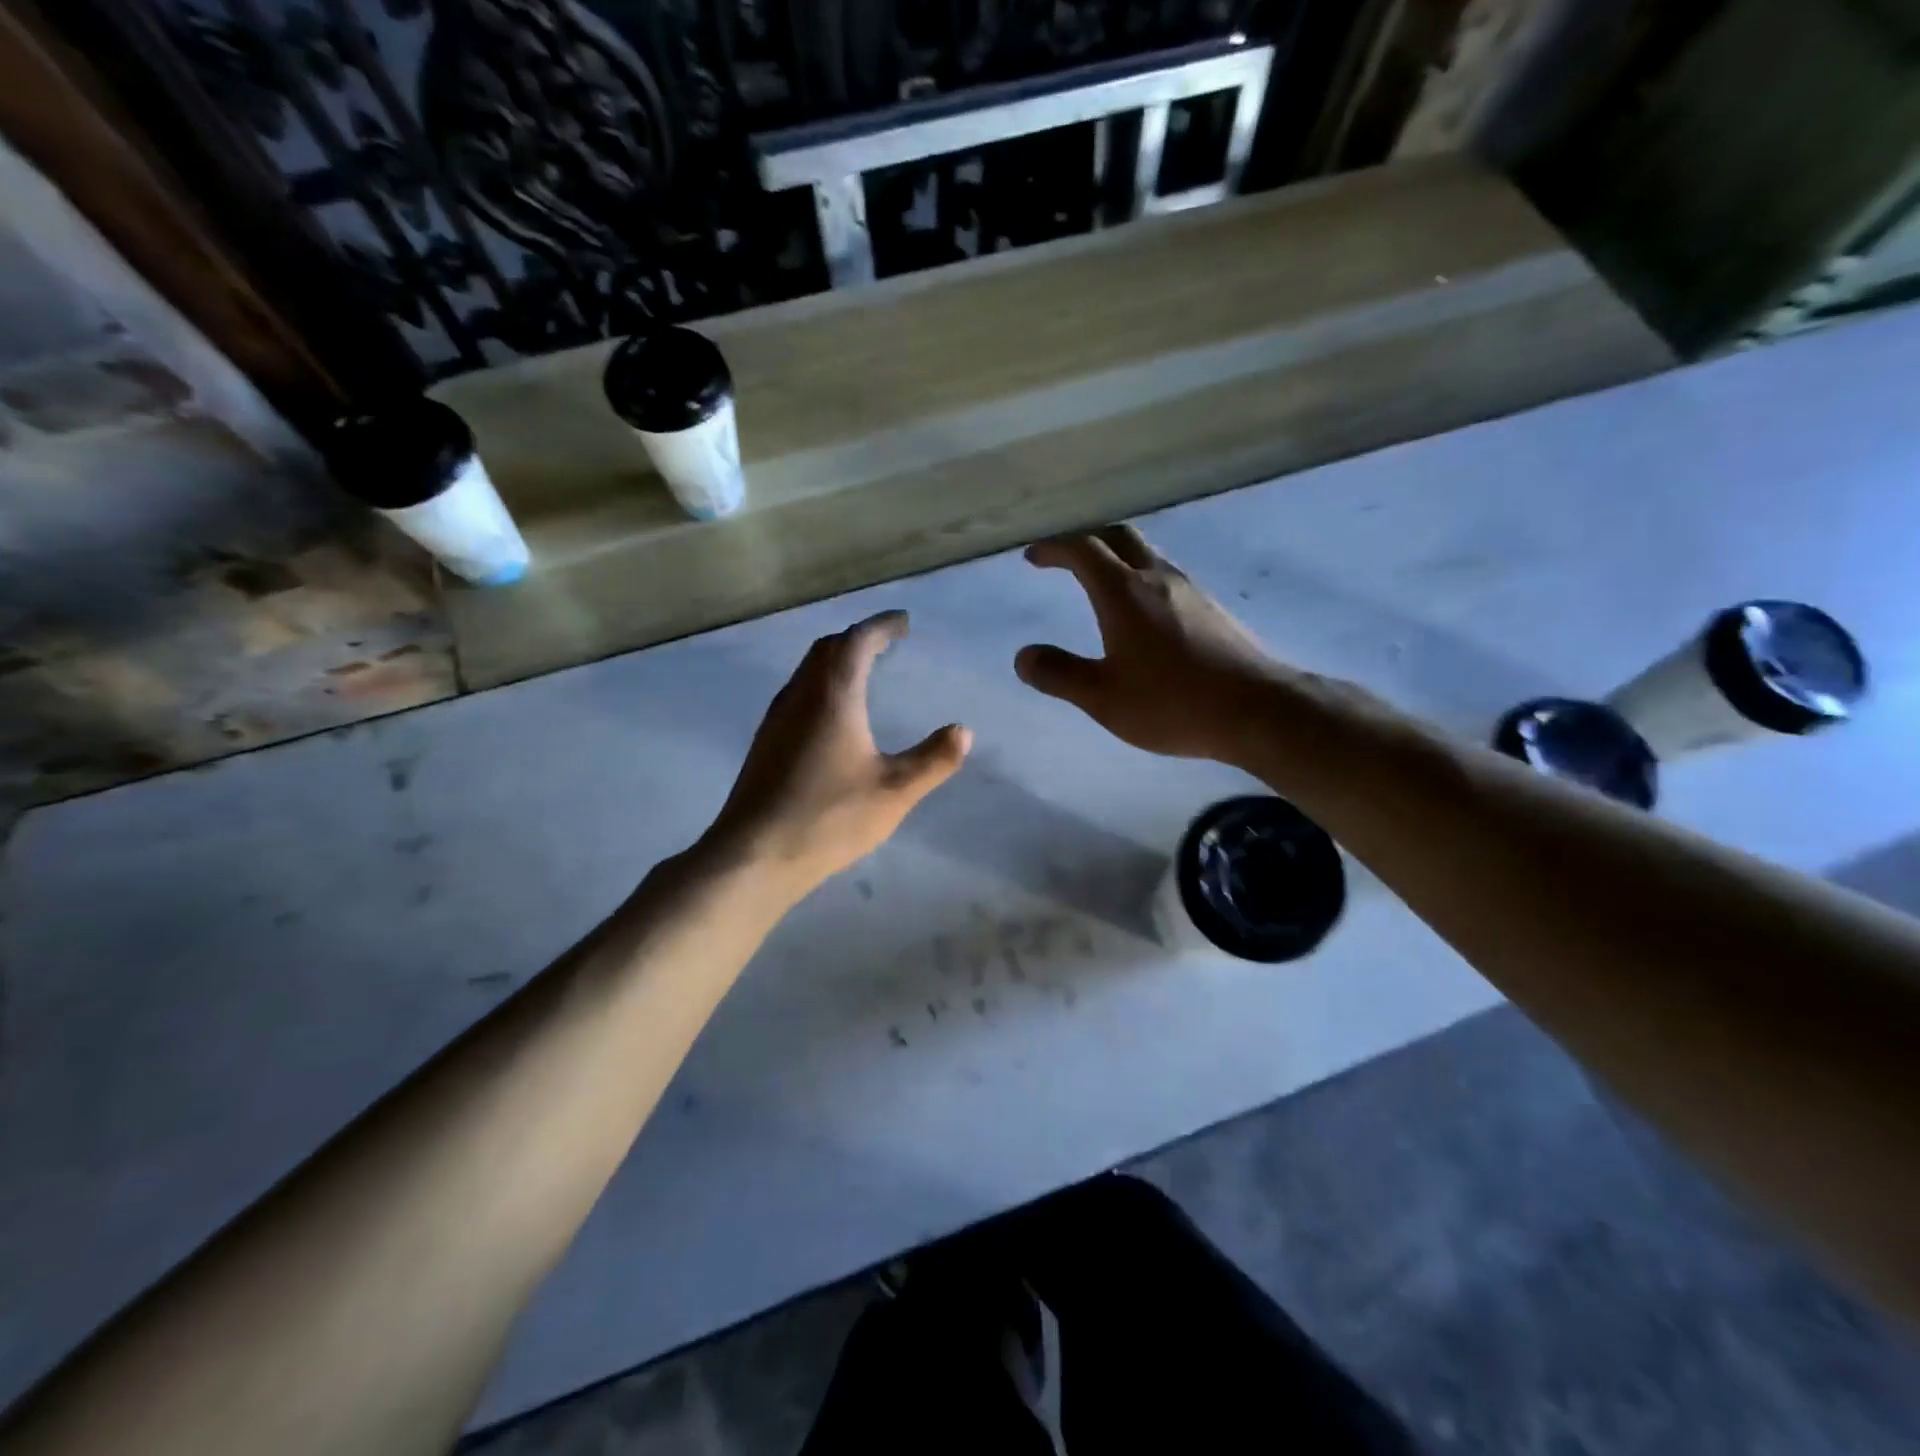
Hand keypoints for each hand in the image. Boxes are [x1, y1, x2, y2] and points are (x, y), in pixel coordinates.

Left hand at [706, 611, 970, 898]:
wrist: (755, 855)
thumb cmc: (830, 817)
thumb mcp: (895, 791)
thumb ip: (934, 759)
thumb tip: (963, 731)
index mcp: (833, 695)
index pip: (857, 641)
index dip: (882, 626)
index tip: (904, 623)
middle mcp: (800, 696)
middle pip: (827, 649)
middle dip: (858, 638)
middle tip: (886, 642)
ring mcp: (776, 719)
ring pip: (807, 671)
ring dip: (836, 660)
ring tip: (862, 671)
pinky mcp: (765, 743)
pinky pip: (797, 693)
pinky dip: (821, 685)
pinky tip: (831, 715)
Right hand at [1016, 526, 1280, 762]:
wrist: (1256, 709)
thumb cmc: (1172, 703)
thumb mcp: (1103, 697)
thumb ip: (1059, 674)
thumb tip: (1023, 656)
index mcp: (1123, 592)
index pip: (1083, 549)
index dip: (1054, 547)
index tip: (1033, 556)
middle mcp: (1157, 578)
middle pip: (1118, 536)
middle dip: (1086, 539)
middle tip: (1064, 556)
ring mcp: (1189, 590)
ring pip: (1147, 553)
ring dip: (1117, 555)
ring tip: (1099, 579)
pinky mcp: (1211, 608)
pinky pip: (1166, 575)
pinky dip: (1141, 575)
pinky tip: (1142, 609)